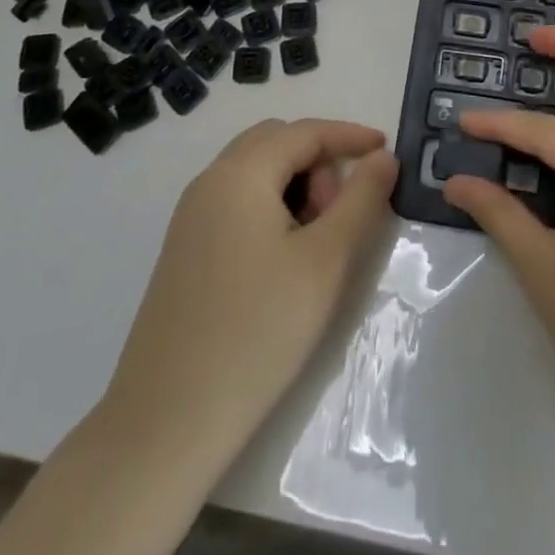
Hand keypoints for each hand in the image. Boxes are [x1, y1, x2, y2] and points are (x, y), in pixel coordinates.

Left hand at [105, 119, 398, 449]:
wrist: (166, 422)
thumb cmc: (258, 331)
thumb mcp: (326, 261)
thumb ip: (361, 199)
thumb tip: (383, 157)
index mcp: (239, 173)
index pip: (305, 132)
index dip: (350, 136)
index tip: (387, 152)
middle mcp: (209, 182)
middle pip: (275, 143)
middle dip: (319, 162)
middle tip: (342, 213)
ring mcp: (190, 217)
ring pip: (255, 173)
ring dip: (295, 185)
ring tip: (316, 242)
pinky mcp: (184, 249)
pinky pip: (236, 201)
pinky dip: (270, 206)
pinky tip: (284, 258)